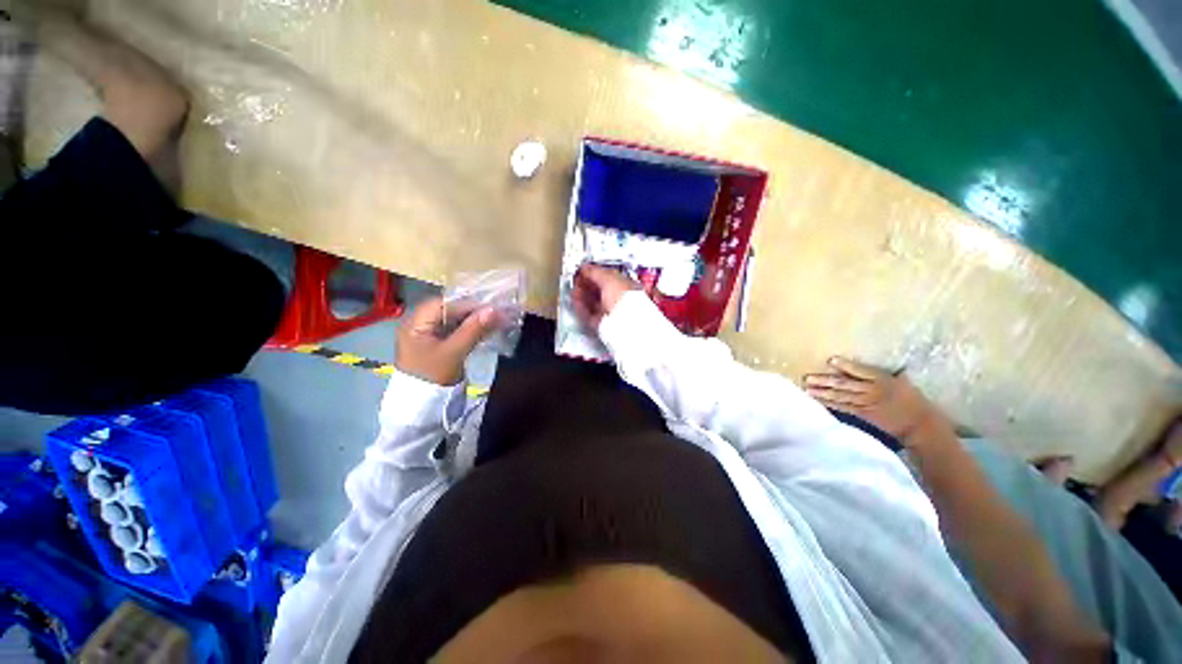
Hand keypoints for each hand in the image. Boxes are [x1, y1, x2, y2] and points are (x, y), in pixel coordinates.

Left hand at [395, 297, 498, 385]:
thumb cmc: (433, 377)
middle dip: (473, 311)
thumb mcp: (454, 352)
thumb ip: (473, 329)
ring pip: (454, 320)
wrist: (422, 407)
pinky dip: (470, 329)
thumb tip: (494, 309)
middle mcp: (420, 323)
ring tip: (496, 321)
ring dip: (474, 320)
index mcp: (416, 322)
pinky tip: (486, 330)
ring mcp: (428, 334)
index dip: (469, 303)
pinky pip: (455, 330)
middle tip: (496, 313)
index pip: (445, 304)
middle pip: (450, 310)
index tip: (492, 307)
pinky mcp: (437, 344)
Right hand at [571, 263, 640, 330]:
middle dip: (587, 284)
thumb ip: (595, 271)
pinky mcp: (601, 325)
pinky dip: (580, 306)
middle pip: (600, 290)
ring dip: (582, 295)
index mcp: (628, 286)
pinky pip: (589, 313)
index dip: (596, 273)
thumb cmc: (622, 297)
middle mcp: (620, 300)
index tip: (584, 270)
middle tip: (576, 279)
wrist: (624, 323)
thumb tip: (584, 267)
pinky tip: (574, 300)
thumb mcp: (608, 278)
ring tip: (573, 289)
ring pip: (594, 302)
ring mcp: (611, 313)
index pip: (610, 277)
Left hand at [803, 357, 948, 443]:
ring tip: (807, 388)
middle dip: (825, 381)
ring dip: (822, 392)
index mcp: (883, 379)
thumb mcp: (901, 381)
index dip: (846, 366)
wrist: (920, 425)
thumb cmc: (911, 399)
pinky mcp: (863, 415)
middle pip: (845, 384)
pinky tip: (816, 399)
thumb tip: (866, 361)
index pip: (862, 371)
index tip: (831, 360)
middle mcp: (873, 391)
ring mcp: (866, 404)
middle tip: (808, 377)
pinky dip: (829, 403)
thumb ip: (881, 373)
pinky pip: (843, 407)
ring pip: (841, 396)